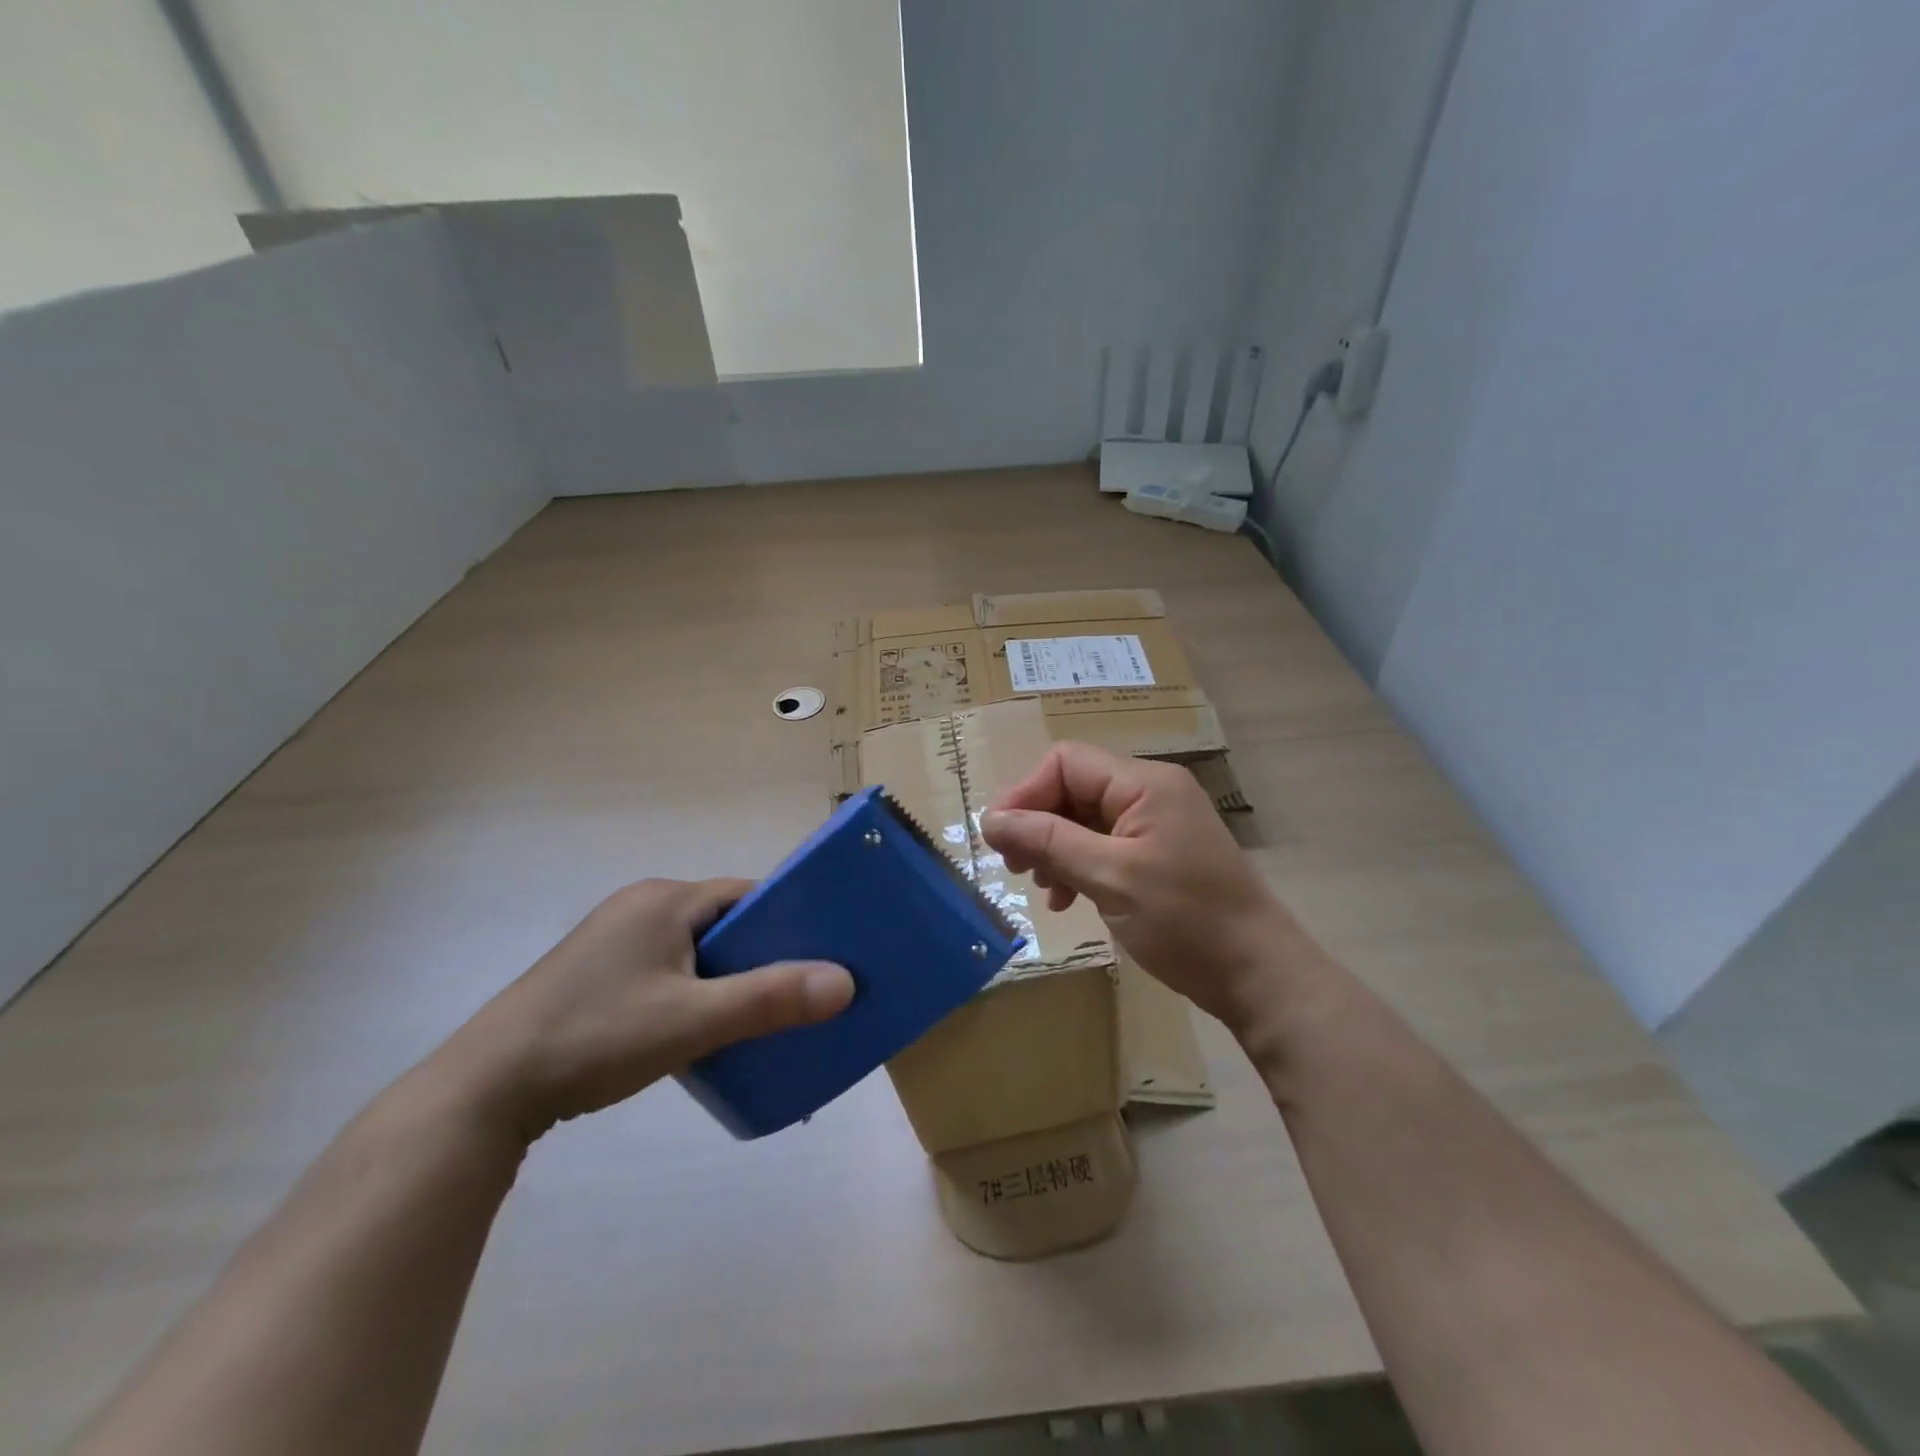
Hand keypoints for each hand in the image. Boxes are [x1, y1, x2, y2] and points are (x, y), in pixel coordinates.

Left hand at [430, 878, 853, 1139]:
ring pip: (696, 949)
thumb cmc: (596, 1037)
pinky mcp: (598, 972)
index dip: (789, 920)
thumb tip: (845, 982)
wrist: (485, 1090)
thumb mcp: (692, 1021)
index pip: (747, 895)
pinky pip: (669, 969)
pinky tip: (705, 1028)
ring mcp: (615, 939)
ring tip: (761, 1014)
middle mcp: (641, 906)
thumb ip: (769, 999)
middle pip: (723, 921)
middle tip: (800, 991)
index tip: (824, 954)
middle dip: (762, 953)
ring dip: (728, 977)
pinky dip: (695, 991)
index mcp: (665, 899)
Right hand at [981, 743, 1319, 1034]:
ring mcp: (1156, 824)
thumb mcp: (1109, 877)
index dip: (1026, 794)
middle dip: (1038, 824)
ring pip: (1085, 819)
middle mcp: (1150, 793)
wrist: (1257, 975)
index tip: (998, 839)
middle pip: (1074, 788)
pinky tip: (1067, 899)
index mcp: (1144, 783)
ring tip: (1042, 887)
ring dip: (1055, 848)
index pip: (1066, 762)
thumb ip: (1048, 841)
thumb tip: (990, 820)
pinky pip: (1104, 845)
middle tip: (1014, 867)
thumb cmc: (1185, 920)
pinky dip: (1078, 865)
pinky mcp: (1158, 855)